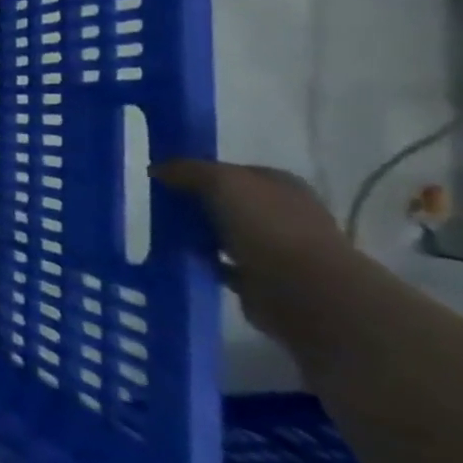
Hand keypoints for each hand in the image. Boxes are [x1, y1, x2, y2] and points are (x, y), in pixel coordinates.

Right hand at [154, 159, 354, 340]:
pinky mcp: (265, 281)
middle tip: (159, 208)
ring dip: (200, 236)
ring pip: (226, 235)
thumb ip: (188, 170)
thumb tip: (157, 169)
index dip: (200, 173)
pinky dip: (205, 264)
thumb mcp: (221, 181)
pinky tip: (181, 261)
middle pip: (229, 203)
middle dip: (198, 205)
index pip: (233, 172)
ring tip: (163, 235)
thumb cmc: (267, 226)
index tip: (166, 181)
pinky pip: (225, 266)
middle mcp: (283, 213)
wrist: (305, 292)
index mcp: (280, 184)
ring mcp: (277, 249)